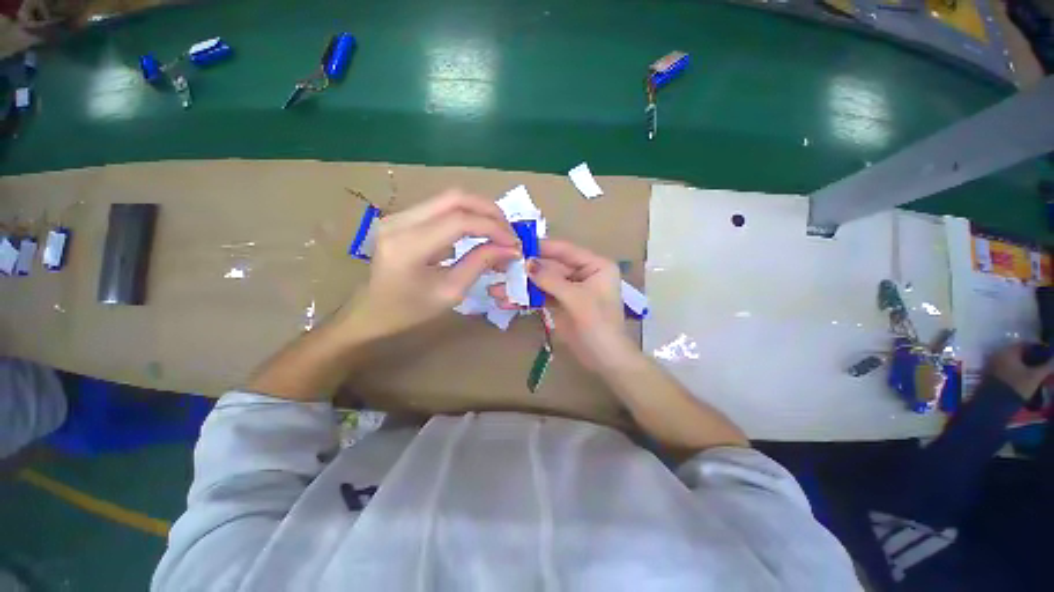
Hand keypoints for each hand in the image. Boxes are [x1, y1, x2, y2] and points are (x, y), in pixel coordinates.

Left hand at [345, 189, 519, 337]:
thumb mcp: (450, 292)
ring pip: (449, 198)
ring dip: (480, 211)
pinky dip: (467, 215)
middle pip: (455, 198)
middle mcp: (399, 221)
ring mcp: (399, 215)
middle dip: (490, 211)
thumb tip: (510, 249)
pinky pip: (442, 207)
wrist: (371, 312)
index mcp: (408, 246)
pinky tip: (479, 230)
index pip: (459, 221)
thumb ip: (480, 264)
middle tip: (509, 232)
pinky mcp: (403, 217)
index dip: (492, 228)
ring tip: (499, 232)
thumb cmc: (410, 311)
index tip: (514, 244)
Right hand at [489, 239, 633, 371]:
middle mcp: (583, 274)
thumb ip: (551, 280)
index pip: (565, 250)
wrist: (605, 360)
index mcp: (595, 266)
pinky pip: (542, 297)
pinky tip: (508, 302)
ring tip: (497, 290)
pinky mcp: (561, 305)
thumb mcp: (576, 299)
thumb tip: (527, 263)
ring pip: (543, 283)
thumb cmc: (598, 324)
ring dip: (522, 287)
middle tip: (501, 267)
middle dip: (526, 270)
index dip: (542, 247)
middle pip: (551, 267)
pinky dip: (526, 299)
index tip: (518, 243)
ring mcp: (570, 290)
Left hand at [987, 343, 1053, 398]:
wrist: (994, 403)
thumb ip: (1047, 366)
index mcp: (1007, 350)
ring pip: (1014, 361)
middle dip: (1033, 358)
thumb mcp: (1035, 377)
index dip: (1039, 349)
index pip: (1026, 344)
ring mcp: (992, 363)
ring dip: (1026, 365)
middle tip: (1044, 366)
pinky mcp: (991, 373)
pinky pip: (1007, 368)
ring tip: (1038, 372)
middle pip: (1020, 353)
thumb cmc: (1016, 387)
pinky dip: (1018, 370)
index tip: (1049, 356)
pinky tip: (1027, 378)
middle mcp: (998, 354)